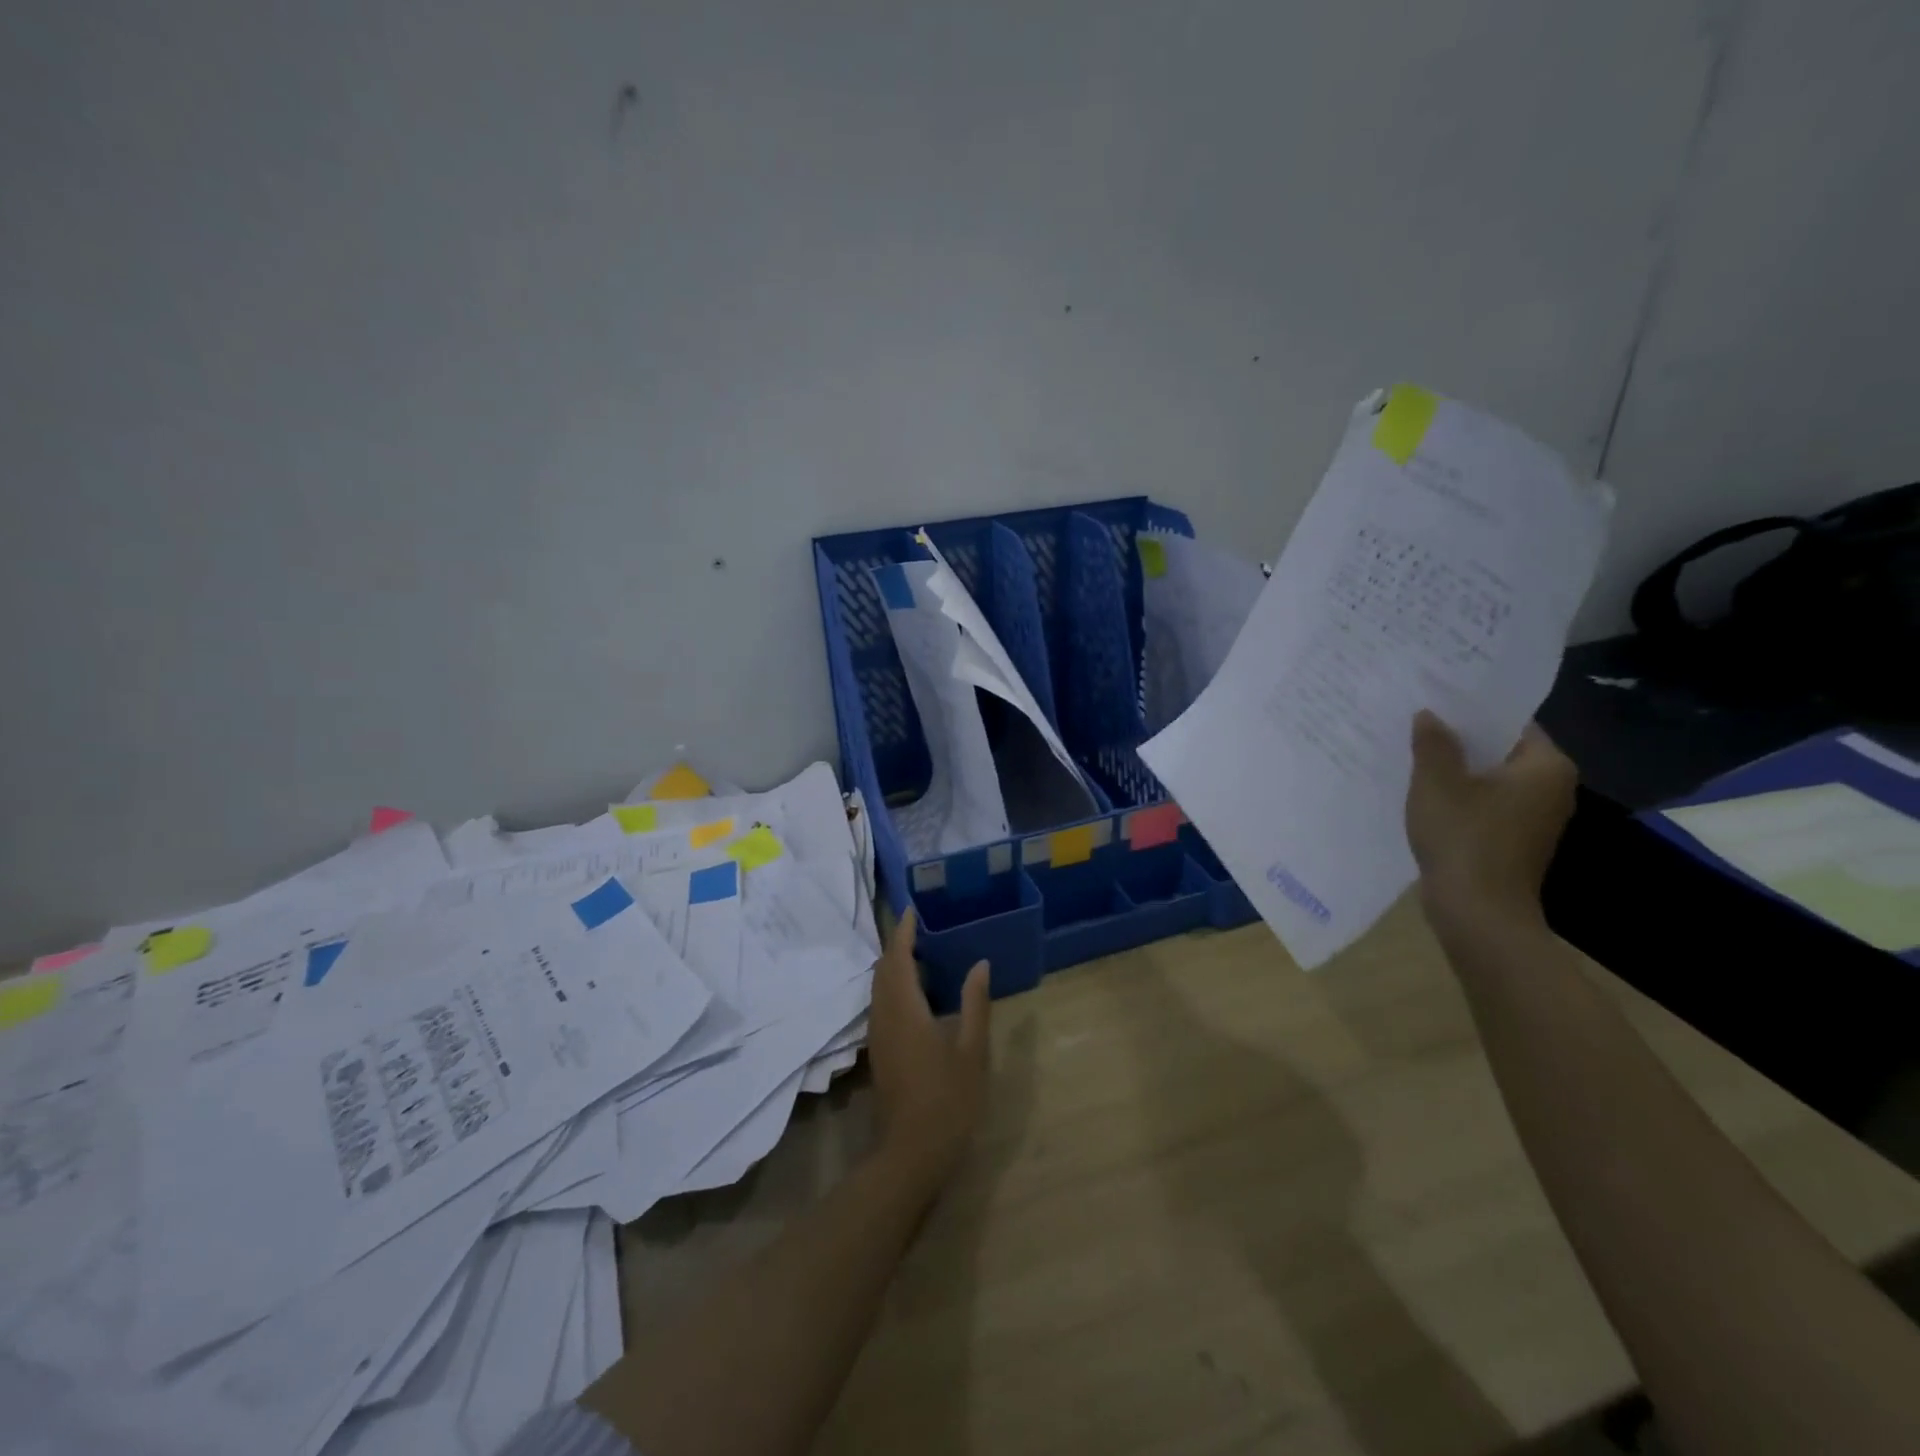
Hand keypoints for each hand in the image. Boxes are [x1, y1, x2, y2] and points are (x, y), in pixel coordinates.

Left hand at [865, 909, 989, 1186]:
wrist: (910, 1152)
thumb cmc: (948, 1100)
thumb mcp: (971, 1051)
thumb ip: (975, 1004)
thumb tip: (980, 964)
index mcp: (905, 1009)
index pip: (897, 958)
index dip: (903, 932)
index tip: (911, 910)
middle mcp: (884, 1016)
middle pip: (882, 970)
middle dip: (896, 945)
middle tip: (919, 928)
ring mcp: (878, 1035)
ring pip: (878, 988)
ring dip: (893, 966)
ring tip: (918, 953)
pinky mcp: (879, 1051)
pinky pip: (880, 1003)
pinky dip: (892, 986)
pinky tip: (914, 993)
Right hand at [1405, 711, 1577, 929]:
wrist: (1478, 912)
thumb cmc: (1464, 837)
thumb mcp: (1437, 782)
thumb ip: (1433, 743)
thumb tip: (1429, 714)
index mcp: (1545, 766)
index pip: (1512, 722)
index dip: (1472, 709)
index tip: (1436, 699)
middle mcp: (1551, 788)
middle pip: (1501, 750)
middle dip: (1461, 739)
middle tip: (1417, 721)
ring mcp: (1535, 818)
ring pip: (1491, 779)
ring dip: (1457, 769)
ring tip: (1414, 753)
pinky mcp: (1514, 840)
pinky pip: (1486, 804)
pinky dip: (1460, 796)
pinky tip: (1425, 793)